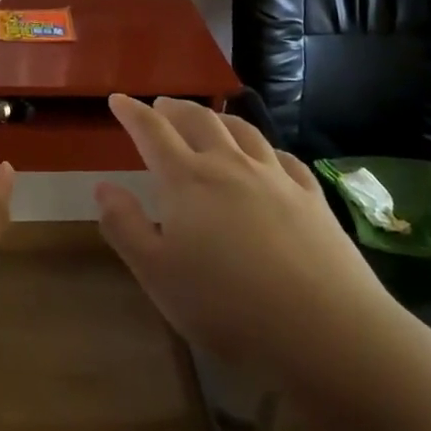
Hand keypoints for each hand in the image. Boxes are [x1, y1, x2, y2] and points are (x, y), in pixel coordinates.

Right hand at [96, 95, 410, 404]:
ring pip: (243, 131)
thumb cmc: (228, 306)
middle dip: (175, 108)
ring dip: (218, 119)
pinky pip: (284, 158)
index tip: (118, 99)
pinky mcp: (311, 198)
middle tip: (161, 106)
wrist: (327, 331)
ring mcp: (275, 178)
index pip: (152, 131)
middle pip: (198, 120)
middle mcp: (229, 165)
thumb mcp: (157, 275)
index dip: (132, 112)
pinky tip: (267, 157)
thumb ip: (125, 227)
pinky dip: (265, 148)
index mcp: (187, 180)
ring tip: (209, 120)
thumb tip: (103, 187)